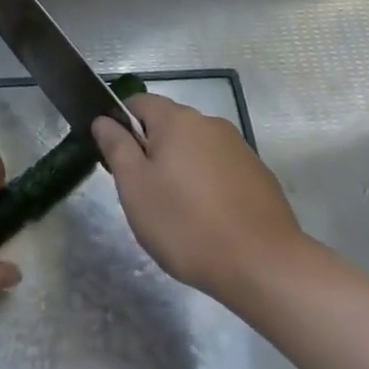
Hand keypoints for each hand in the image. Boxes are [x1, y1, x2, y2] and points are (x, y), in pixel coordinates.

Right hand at [91, 93, 310, 308]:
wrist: (264, 266)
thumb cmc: (187, 224)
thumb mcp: (135, 187)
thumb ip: (116, 147)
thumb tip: (103, 119)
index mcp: (177, 120)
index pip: (138, 102)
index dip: (121, 125)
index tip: (118, 161)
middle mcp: (210, 123)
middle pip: (168, 125)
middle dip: (152, 151)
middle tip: (144, 193)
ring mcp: (239, 149)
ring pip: (195, 148)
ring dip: (181, 169)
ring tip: (178, 212)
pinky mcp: (259, 176)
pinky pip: (220, 169)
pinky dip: (208, 185)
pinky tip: (209, 221)